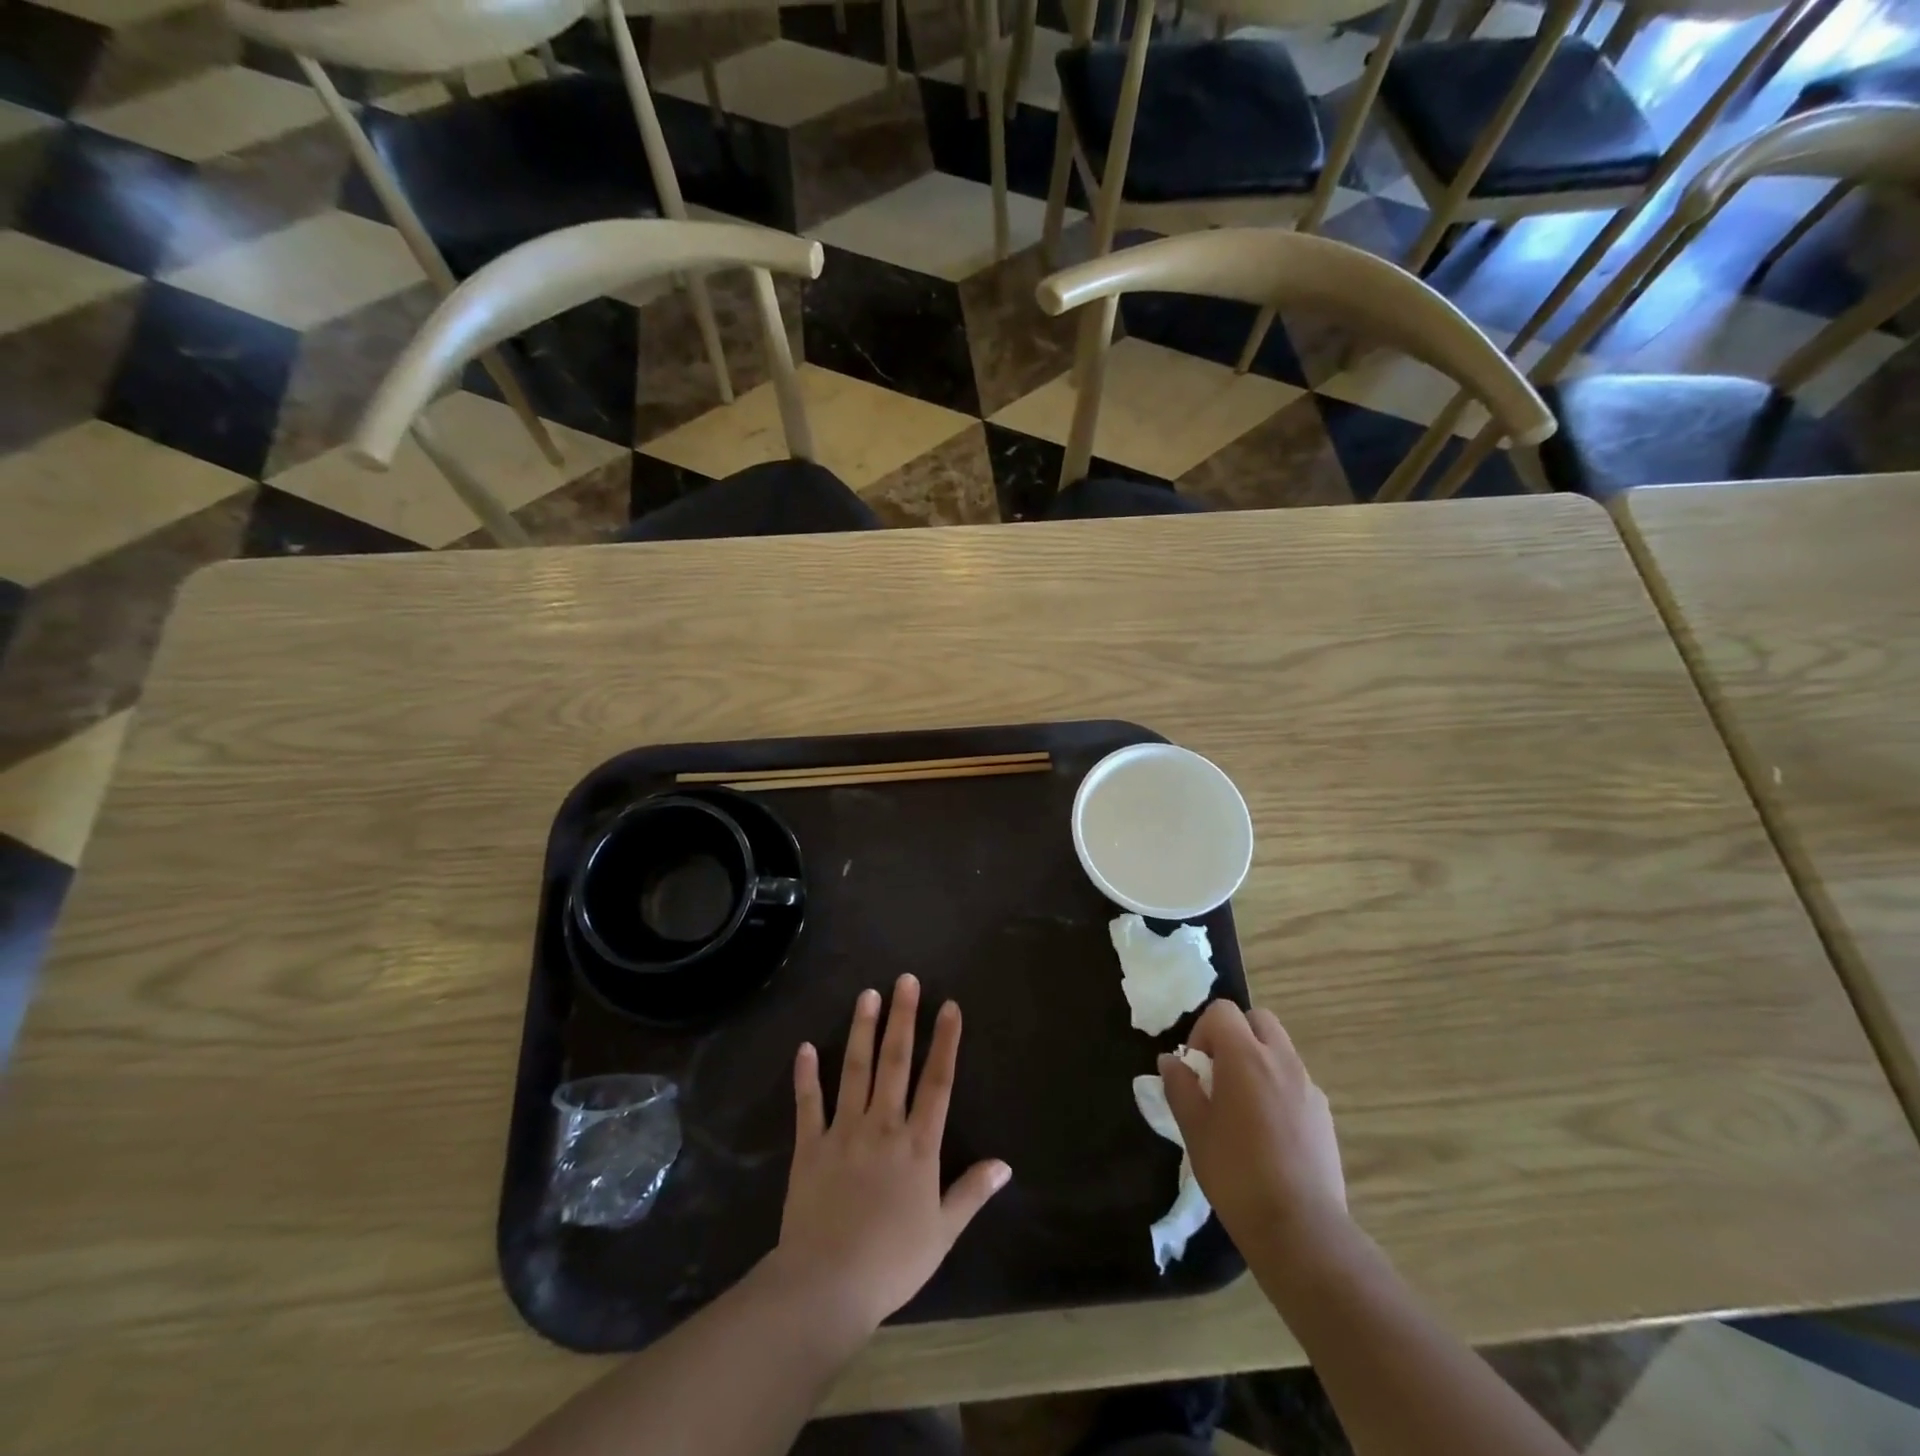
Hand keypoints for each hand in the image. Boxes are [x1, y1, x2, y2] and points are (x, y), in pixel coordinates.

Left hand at [771, 975, 1010, 1333]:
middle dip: (903, 1018)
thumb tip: (1005, 1164)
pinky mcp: (810, 1146)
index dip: (945, 1042)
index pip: (938, 1082)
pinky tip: (806, 1047)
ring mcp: (843, 1132)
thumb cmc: (892, 1261)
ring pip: (855, 1070)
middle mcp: (883, 1126)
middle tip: (905, 980)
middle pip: (895, 1062)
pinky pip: (808, 1104)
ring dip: (862, 1030)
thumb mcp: (943, 1232)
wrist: (827, 1285)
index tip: (950, 1006)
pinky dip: (806, 1075)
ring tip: (867, 994)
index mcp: (918, 1145)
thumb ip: (972, 1192)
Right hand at [1161, 1000, 1347, 1259]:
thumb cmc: (1236, 1173)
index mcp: (1245, 1056)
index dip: (1203, 1031)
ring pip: (1280, 1050)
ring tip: (1244, 1106)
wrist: (1301, 1228)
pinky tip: (1270, 1132)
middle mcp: (1281, 1060)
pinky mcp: (1325, 1114)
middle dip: (1236, 1035)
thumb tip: (1170, 1061)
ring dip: (1259, 1060)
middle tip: (1220, 1074)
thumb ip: (1180, 1087)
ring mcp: (1308, 1086)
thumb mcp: (1194, 1129)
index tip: (1196, 1067)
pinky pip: (1297, 1082)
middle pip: (1258, 1019)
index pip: (1222, 1011)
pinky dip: (1279, 1088)